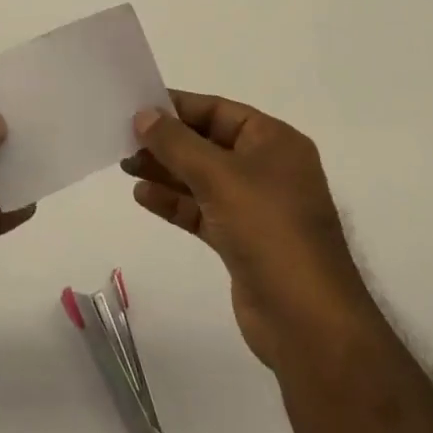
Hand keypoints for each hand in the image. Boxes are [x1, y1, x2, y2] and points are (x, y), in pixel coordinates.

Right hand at [122, 90, 372, 374]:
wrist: (308, 324)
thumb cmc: (268, 230)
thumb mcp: (218, 176)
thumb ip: (176, 143)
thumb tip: (143, 115)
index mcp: (274, 141)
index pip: (218, 110)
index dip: (178, 108)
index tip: (137, 107)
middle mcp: (268, 168)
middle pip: (208, 143)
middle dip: (167, 142)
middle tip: (124, 139)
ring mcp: (257, 207)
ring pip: (203, 178)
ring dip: (166, 171)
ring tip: (126, 166)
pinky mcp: (243, 242)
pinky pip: (203, 210)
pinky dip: (175, 202)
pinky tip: (143, 196)